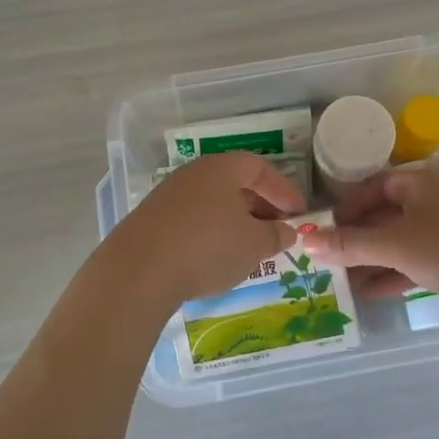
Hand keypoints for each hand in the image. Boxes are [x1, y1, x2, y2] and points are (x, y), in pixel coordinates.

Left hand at [102, 152, 304, 307]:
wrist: (139, 270)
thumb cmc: (208, 247)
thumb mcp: (254, 245)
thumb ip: (276, 235)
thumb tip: (287, 230)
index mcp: (222, 168)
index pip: (259, 168)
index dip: (283, 190)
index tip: (299, 213)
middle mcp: (193, 174)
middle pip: (234, 183)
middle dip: (260, 206)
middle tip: (276, 231)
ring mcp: (168, 195)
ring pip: (212, 202)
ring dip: (234, 221)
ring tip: (249, 248)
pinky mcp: (150, 220)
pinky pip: (191, 219)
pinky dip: (210, 233)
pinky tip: (214, 258)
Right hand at [305, 169, 438, 330]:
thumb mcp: (396, 244)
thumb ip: (350, 244)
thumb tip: (306, 240)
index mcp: (420, 184)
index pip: (373, 187)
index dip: (347, 208)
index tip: (323, 231)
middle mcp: (432, 203)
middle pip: (384, 216)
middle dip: (355, 238)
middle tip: (324, 259)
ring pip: (398, 243)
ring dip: (370, 260)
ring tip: (338, 279)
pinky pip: (413, 265)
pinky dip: (391, 276)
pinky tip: (366, 293)